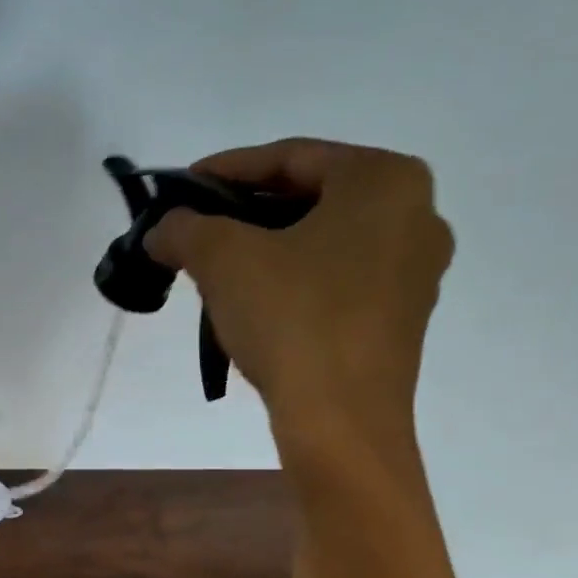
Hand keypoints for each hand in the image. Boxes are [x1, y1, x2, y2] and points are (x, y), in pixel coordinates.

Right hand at [146, 138, 453, 458]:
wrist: (341, 421)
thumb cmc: (292, 319)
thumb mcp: (223, 259)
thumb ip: (185, 228)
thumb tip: (161, 229)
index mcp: (384, 180)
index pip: (290, 156)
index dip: (225, 169)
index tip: (180, 188)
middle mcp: (415, 214)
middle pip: (310, 197)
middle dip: (244, 212)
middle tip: (196, 230)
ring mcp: (415, 271)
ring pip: (324, 241)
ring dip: (266, 248)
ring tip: (216, 268)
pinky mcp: (402, 318)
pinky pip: (338, 280)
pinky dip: (293, 280)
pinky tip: (254, 303)